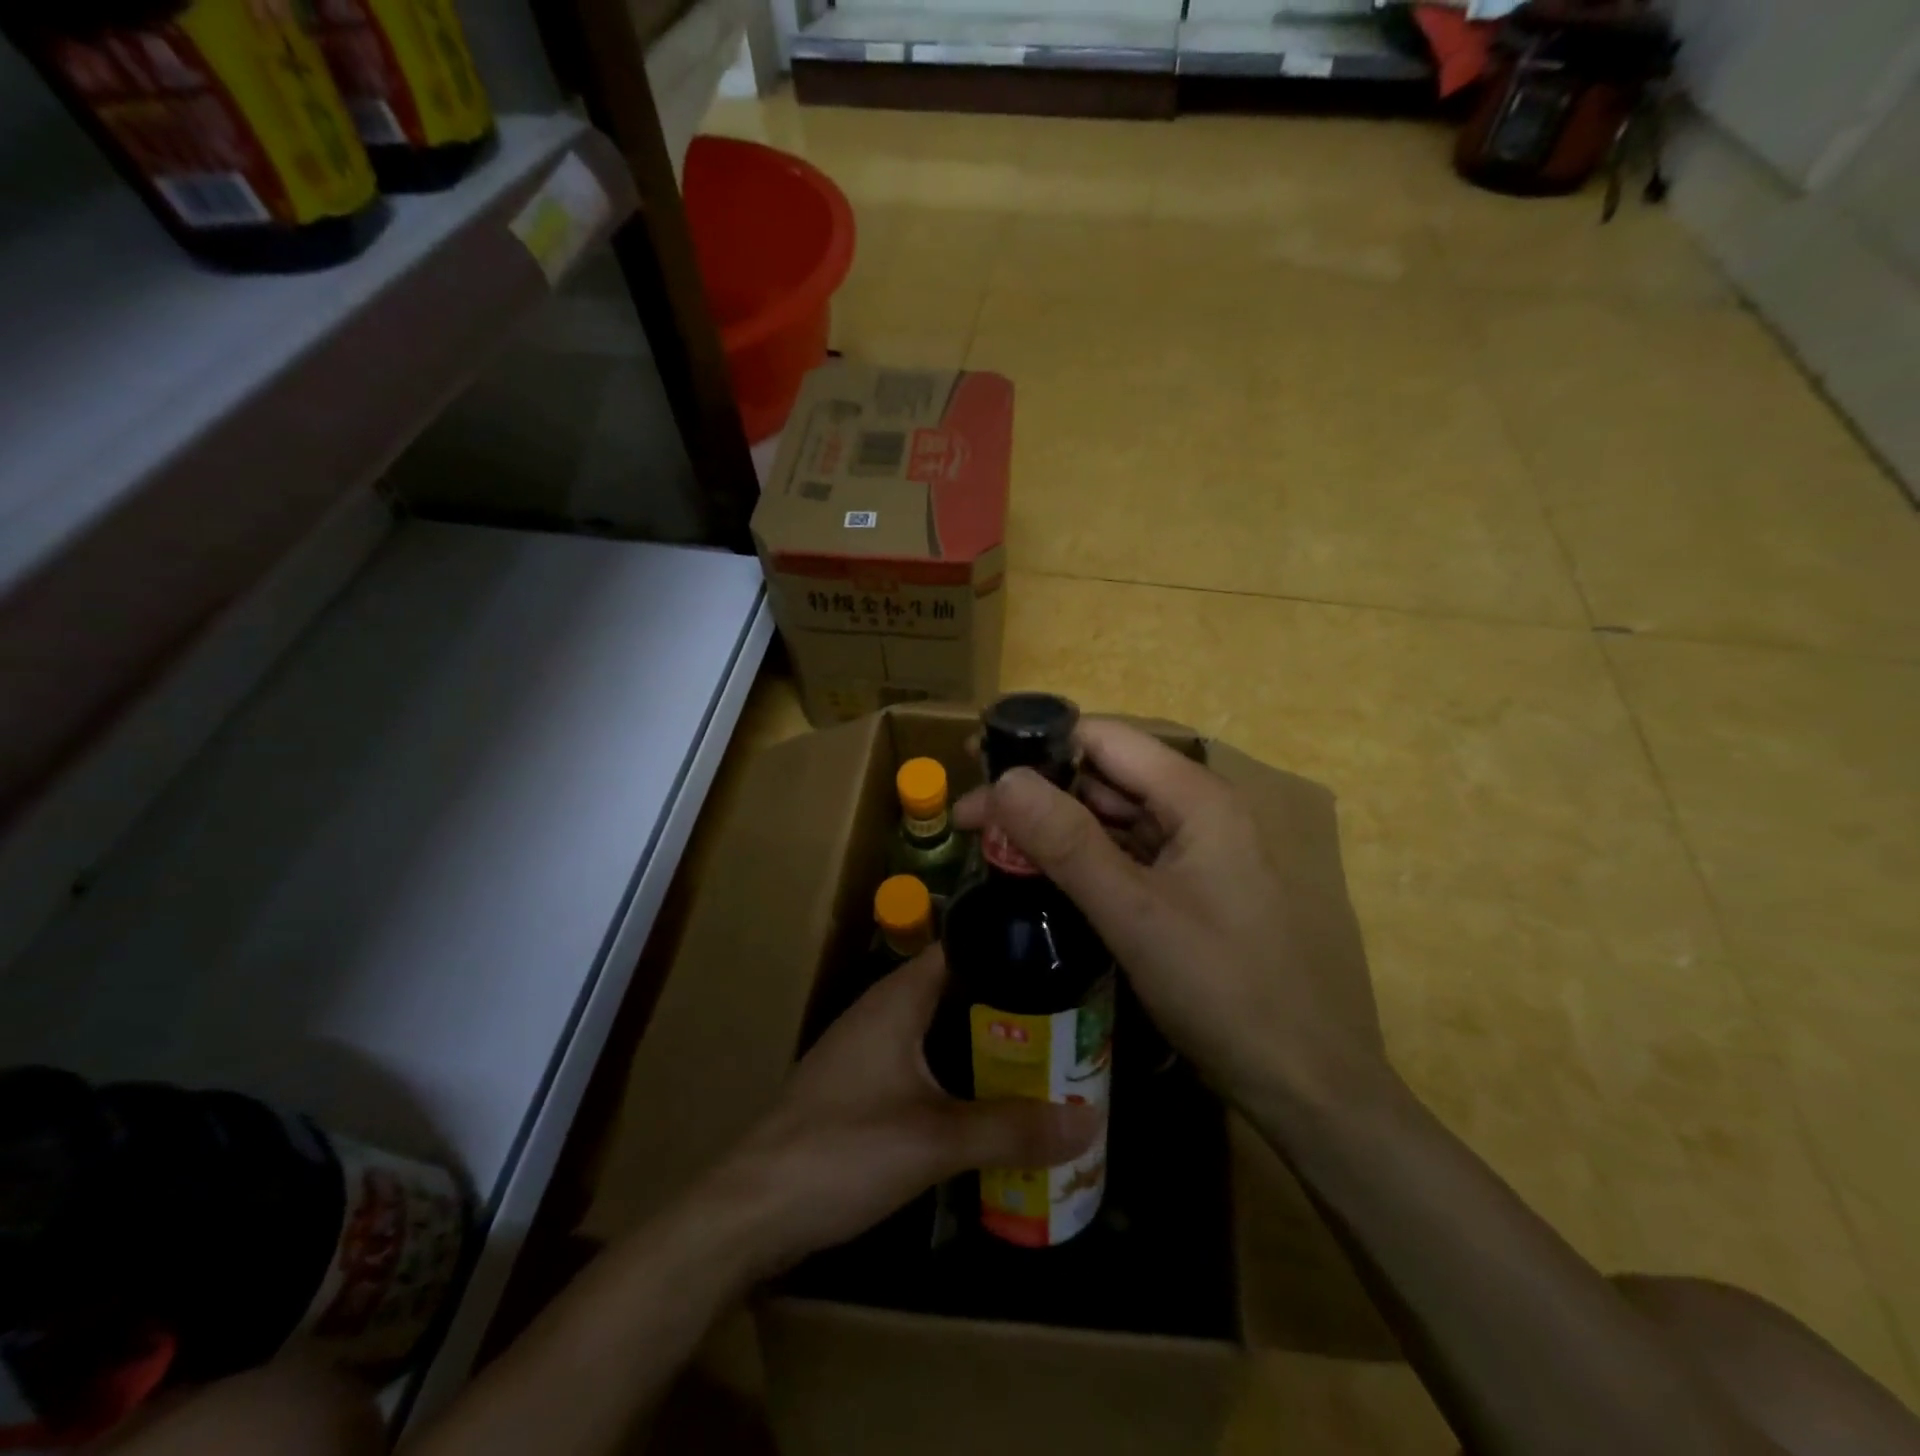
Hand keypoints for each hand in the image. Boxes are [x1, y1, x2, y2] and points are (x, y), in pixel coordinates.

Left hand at [707, 947, 1098, 1277]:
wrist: (751, 1210)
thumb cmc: (842, 1151)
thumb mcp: (935, 1141)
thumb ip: (1011, 1130)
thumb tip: (1088, 1120)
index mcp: (897, 998)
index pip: (960, 946)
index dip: (1007, 947)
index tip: (1059, 960)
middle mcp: (882, 1011)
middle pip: (956, 989)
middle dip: (1007, 1003)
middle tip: (1067, 1019)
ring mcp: (868, 1049)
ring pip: (939, 1028)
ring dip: (983, 1041)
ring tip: (1043, 1056)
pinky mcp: (860, 1087)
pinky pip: (922, 1061)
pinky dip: (958, 1069)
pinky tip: (988, 1097)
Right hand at [954, 719, 1386, 1108]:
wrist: (1296, 1078)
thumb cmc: (1221, 987)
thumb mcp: (1134, 913)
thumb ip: (1067, 842)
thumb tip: (1004, 780)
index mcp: (1195, 797)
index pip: (1104, 739)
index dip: (1038, 742)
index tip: (976, 762)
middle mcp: (1196, 810)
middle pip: (1104, 776)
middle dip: (1037, 790)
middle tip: (971, 820)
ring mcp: (1192, 850)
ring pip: (1110, 817)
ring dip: (1053, 826)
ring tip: (991, 846)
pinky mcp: (1184, 887)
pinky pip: (1123, 854)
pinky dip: (1079, 857)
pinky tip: (1039, 874)